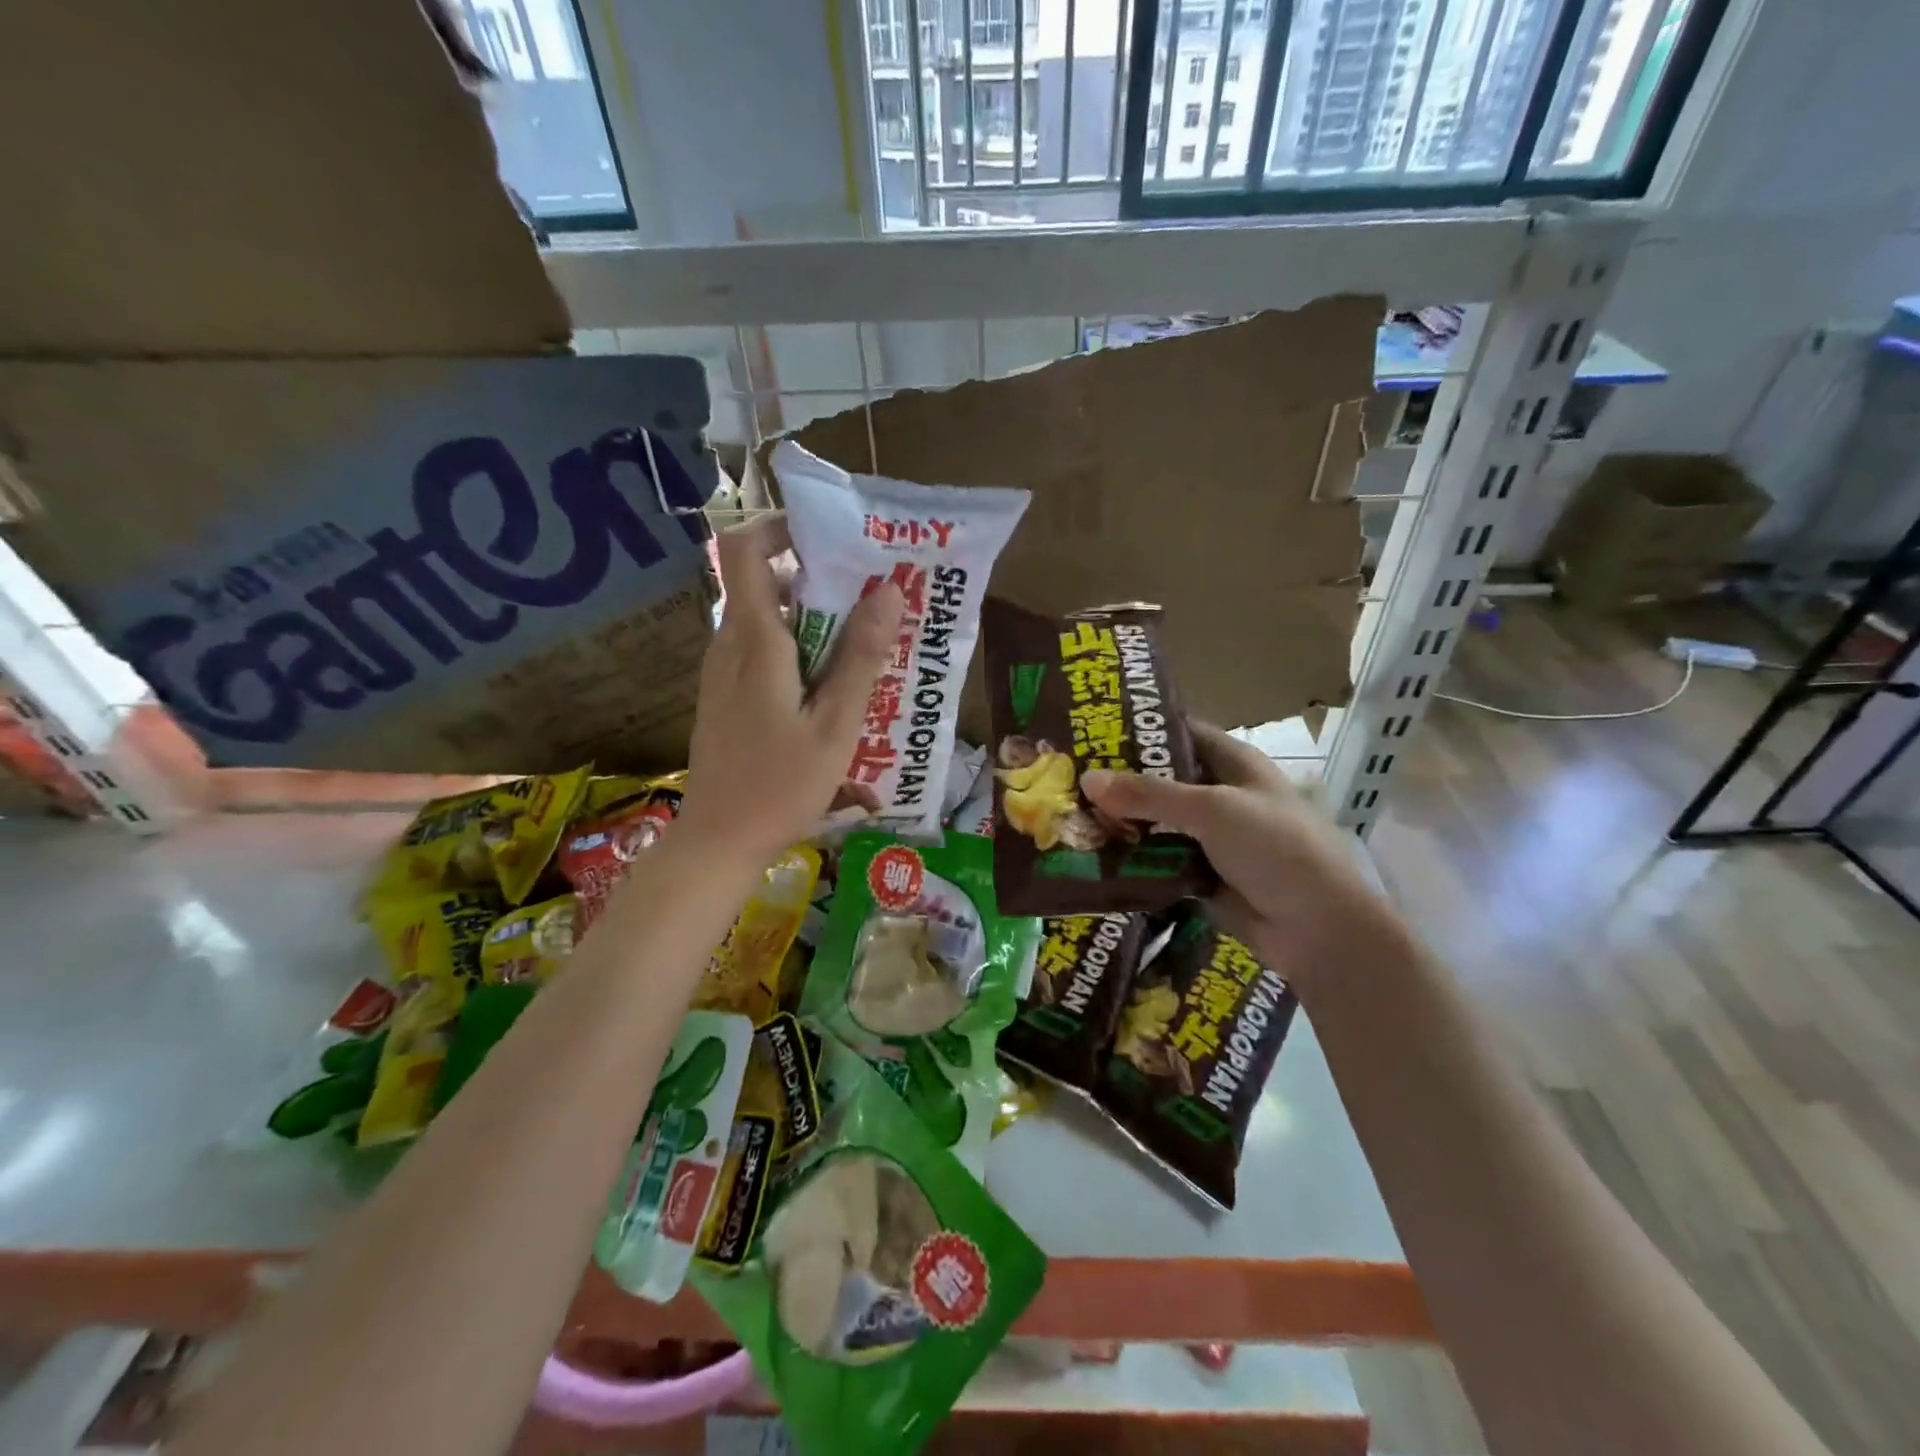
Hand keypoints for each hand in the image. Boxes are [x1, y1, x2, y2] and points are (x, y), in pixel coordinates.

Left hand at [676, 517, 903, 867]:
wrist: (718, 841)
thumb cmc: (780, 786)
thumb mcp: (835, 725)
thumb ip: (860, 657)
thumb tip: (888, 590)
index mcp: (754, 641)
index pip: (744, 549)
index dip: (780, 526)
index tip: (830, 538)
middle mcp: (729, 644)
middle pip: (763, 580)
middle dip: (816, 576)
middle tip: (870, 594)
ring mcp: (721, 671)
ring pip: (764, 617)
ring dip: (810, 615)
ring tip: (861, 638)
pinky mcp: (723, 695)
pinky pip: (759, 649)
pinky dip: (795, 646)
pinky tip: (829, 682)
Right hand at [1081, 725, 1392, 993]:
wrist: (1318, 929)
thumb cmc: (1276, 849)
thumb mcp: (1212, 810)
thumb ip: (1149, 795)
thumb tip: (1087, 779)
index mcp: (1232, 763)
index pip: (1177, 732)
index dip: (1137, 728)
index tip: (1088, 728)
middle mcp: (1218, 794)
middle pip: (1159, 779)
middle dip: (1117, 780)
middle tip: (1064, 775)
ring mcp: (1209, 837)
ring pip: (1154, 822)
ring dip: (1118, 822)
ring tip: (1064, 814)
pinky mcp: (1199, 874)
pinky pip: (1156, 860)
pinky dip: (1129, 858)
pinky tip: (1089, 856)